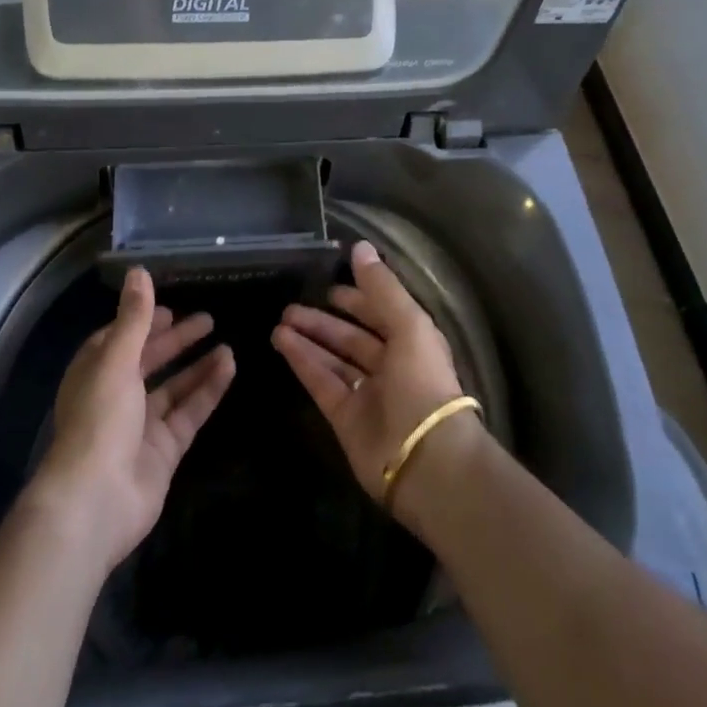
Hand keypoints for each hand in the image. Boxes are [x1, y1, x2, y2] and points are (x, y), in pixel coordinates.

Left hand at [25, 268, 235, 574]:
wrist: (95, 502)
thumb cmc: (99, 420)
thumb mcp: (117, 360)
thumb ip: (134, 317)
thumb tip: (138, 270)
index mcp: (95, 373)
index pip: (120, 339)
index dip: (143, 322)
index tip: (169, 308)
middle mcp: (116, 397)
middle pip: (150, 362)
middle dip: (176, 341)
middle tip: (208, 320)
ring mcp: (140, 427)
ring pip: (174, 388)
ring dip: (197, 366)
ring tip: (227, 343)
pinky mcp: (163, 452)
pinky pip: (189, 413)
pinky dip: (208, 391)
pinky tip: (229, 368)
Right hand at [271, 241, 467, 501]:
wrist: (426, 460)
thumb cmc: (422, 382)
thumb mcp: (408, 324)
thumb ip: (381, 286)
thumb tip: (359, 246)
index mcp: (412, 343)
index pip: (380, 313)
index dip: (357, 298)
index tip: (328, 285)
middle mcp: (390, 367)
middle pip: (352, 337)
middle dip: (324, 320)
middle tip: (291, 304)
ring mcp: (367, 394)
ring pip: (333, 359)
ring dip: (308, 338)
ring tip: (279, 320)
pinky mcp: (345, 418)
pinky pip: (321, 382)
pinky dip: (302, 362)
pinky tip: (282, 342)